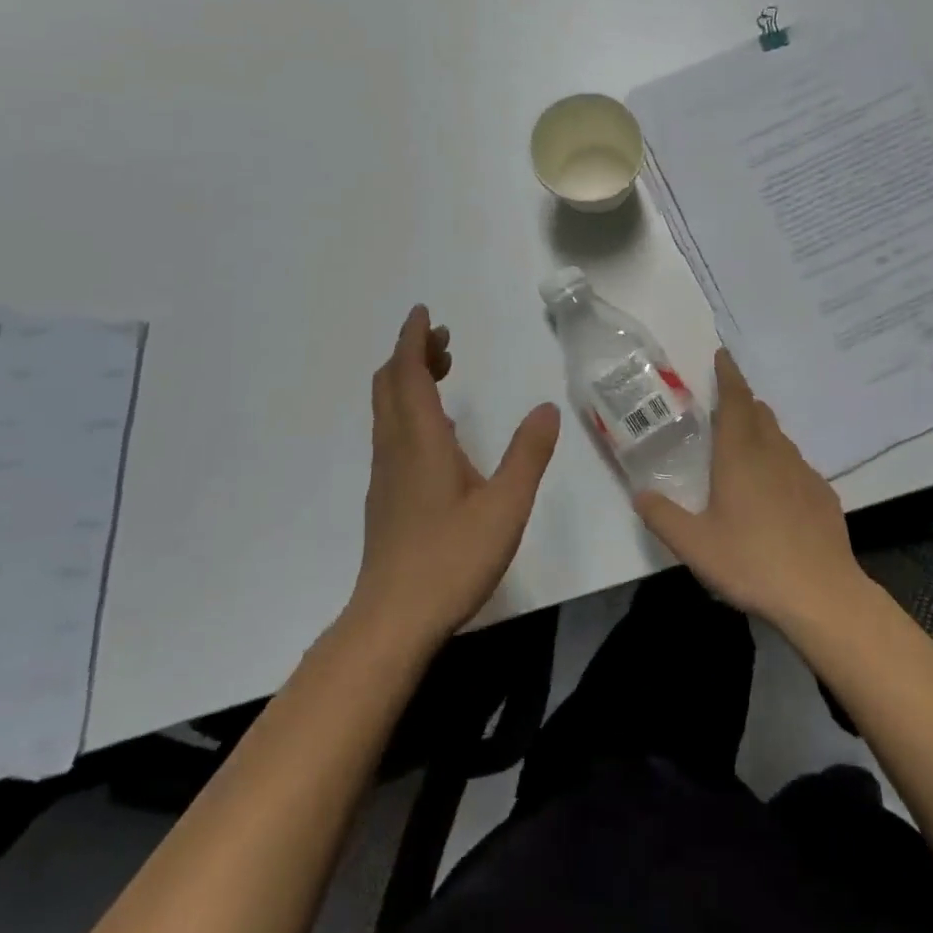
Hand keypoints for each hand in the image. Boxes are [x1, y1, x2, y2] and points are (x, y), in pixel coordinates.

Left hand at [350, 305, 560, 647]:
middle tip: (443, 340)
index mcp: (421, 440)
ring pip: (388, 409)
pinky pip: (391, 432)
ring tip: (443, 371)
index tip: (424, 313)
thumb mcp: (506, 504)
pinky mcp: (386, 496)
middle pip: (391, 384)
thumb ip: (528, 453)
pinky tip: (438, 431)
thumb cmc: (451, 558)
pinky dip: (409, 409)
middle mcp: (396, 448)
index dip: (413, 339)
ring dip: (408, 380)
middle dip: (412, 353)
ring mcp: (386, 474)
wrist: (393, 620)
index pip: (407, 373)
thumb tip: (547, 408)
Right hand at [633, 349, 868, 630]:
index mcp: (740, 455)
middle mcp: (773, 454)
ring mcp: (803, 473)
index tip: (723, 354)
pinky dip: (780, 462)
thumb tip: (640, 494)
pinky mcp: (823, 495)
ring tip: (745, 445)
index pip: (735, 401)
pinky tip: (775, 490)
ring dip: (761, 430)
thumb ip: (662, 516)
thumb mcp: (694, 545)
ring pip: (779, 438)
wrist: (821, 594)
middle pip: (759, 413)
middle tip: (725, 403)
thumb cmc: (752, 562)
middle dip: (742, 401)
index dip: (728, 375)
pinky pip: (796, 465)